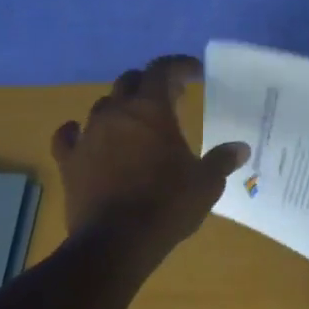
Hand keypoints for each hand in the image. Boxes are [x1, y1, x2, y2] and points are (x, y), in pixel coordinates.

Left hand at [51, 55, 249, 246]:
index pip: (162, 69)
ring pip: (101, 106)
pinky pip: (68, 136)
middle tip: (170, 98)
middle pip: (130, 81)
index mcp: (151, 109)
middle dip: (150, 84)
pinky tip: (84, 136)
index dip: (179, 65)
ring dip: (120, 107)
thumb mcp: (206, 182)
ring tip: (135, 122)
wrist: (116, 242)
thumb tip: (240, 148)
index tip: (195, 72)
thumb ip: (222, 160)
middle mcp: (116, 113)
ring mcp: (88, 136)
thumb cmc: (167, 204)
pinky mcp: (69, 162)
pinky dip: (78, 132)